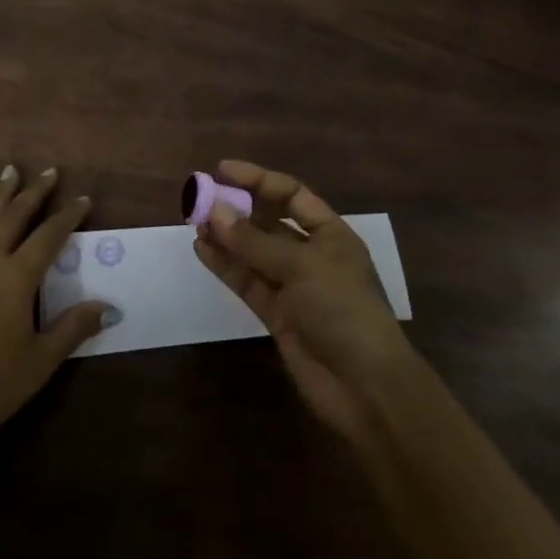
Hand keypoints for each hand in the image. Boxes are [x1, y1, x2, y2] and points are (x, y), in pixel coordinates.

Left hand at [0, 164, 110, 447]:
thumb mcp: (41, 361)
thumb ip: (73, 327)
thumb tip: (109, 306)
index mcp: (17, 278)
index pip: (50, 237)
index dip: (68, 217)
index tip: (84, 200)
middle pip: (16, 216)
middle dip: (35, 193)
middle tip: (50, 171)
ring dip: (0, 193)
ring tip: (12, 169)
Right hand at [194, 159, 422, 448]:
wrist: (365, 388)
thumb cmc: (343, 310)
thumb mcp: (302, 267)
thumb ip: (255, 241)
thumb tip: (214, 211)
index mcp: (330, 234)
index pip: (291, 195)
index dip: (258, 180)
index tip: (222, 171)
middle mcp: (311, 255)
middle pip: (268, 222)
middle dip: (237, 209)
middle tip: (200, 199)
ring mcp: (293, 286)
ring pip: (253, 252)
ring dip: (226, 237)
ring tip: (194, 222)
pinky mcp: (277, 314)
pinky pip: (247, 281)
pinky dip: (225, 266)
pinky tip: (202, 250)